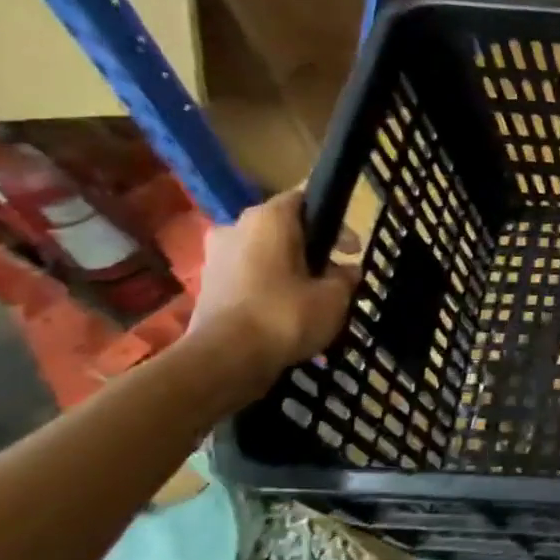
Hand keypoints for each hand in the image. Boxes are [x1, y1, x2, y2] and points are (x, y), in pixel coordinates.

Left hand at [186, 190, 357, 398]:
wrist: (225, 360)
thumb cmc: (286, 314)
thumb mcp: (335, 296)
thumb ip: (345, 277)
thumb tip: (348, 271)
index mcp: (267, 218)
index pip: (304, 199)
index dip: (333, 221)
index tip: (351, 248)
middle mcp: (236, 228)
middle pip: (284, 229)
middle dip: (312, 249)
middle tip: (337, 275)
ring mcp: (216, 258)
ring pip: (265, 255)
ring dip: (290, 271)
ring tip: (315, 299)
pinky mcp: (208, 287)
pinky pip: (250, 278)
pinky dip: (270, 289)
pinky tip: (289, 314)